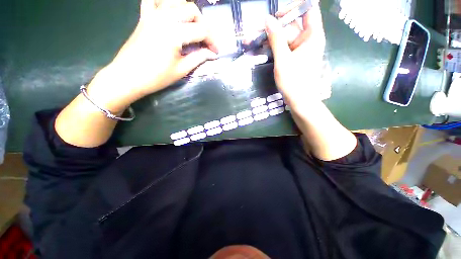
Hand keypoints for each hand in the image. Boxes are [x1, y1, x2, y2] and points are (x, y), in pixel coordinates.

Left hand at [87, 0, 217, 112]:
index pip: (202, 30)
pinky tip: (171, 14)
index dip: (212, 41)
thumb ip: (199, 58)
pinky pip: (155, 1)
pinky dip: (166, 4)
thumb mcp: (182, 70)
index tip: (216, 51)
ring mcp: (153, 14)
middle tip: (205, 41)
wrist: (128, 76)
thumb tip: (212, 53)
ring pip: (177, 2)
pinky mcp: (144, 16)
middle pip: (192, 10)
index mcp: (175, 33)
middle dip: (203, 25)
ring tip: (192, 28)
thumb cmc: (157, 77)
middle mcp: (164, 17)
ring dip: (189, 13)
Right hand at [265, 0, 325, 110]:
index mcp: (312, 35)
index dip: (293, 8)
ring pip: (283, 37)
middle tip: (254, 34)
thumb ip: (276, 39)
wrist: (299, 101)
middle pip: (290, 25)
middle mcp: (307, 39)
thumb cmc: (293, 82)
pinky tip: (260, 49)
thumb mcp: (283, 59)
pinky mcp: (293, 57)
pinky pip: (283, 47)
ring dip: (268, 39)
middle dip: (272, 29)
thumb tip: (268, 20)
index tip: (277, 16)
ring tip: (251, 41)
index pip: (308, 9)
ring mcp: (300, 49)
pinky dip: (272, 48)